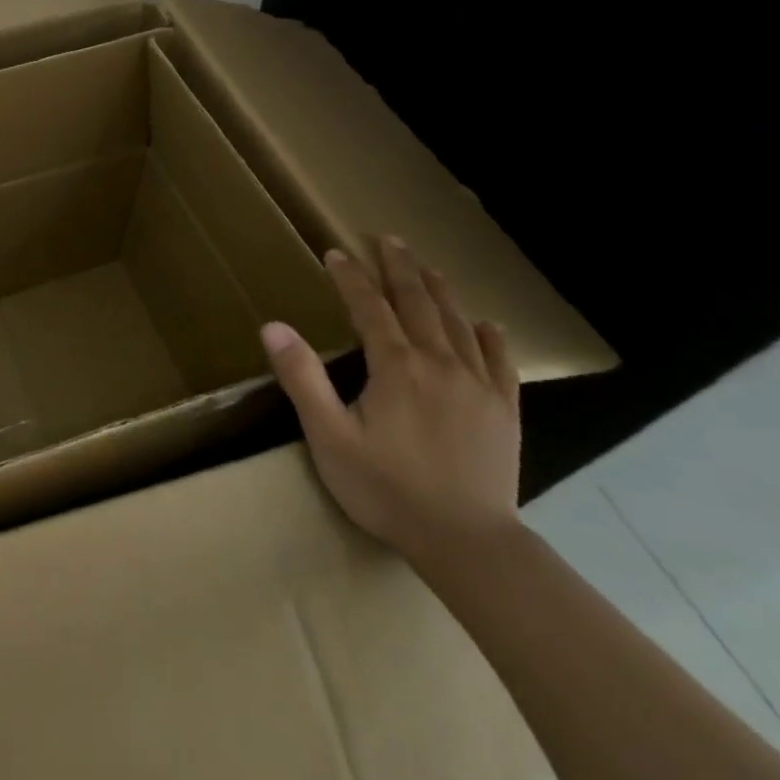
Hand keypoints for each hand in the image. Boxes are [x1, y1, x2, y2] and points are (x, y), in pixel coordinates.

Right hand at [261, 236, 521, 565]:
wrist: (466, 541)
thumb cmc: (385, 489)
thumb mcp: (328, 436)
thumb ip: (302, 377)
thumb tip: (273, 326)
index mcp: (395, 366)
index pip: (369, 307)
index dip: (351, 277)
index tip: (336, 253)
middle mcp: (439, 363)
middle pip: (418, 303)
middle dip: (399, 267)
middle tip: (387, 238)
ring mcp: (478, 385)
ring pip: (458, 323)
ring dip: (439, 289)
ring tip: (427, 266)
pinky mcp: (505, 410)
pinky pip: (500, 361)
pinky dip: (489, 336)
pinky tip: (486, 324)